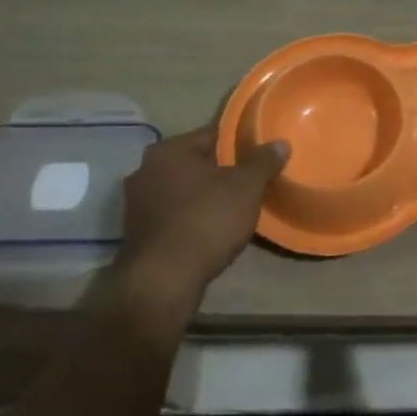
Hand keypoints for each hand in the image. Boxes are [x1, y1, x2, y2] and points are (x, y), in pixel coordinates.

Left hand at [112, 127, 288, 322]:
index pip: (210, 135)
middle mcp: (145, 170)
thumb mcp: (246, 188)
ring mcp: (136, 204)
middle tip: (248, 184)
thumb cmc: (206, 221)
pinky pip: (172, 217)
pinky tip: (209, 233)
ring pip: (181, 191)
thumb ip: (263, 162)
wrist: (164, 280)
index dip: (238, 144)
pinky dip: (189, 220)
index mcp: (168, 150)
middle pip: (193, 163)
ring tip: (232, 210)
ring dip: (202, 198)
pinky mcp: (137, 234)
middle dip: (219, 172)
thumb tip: (280, 143)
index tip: (257, 157)